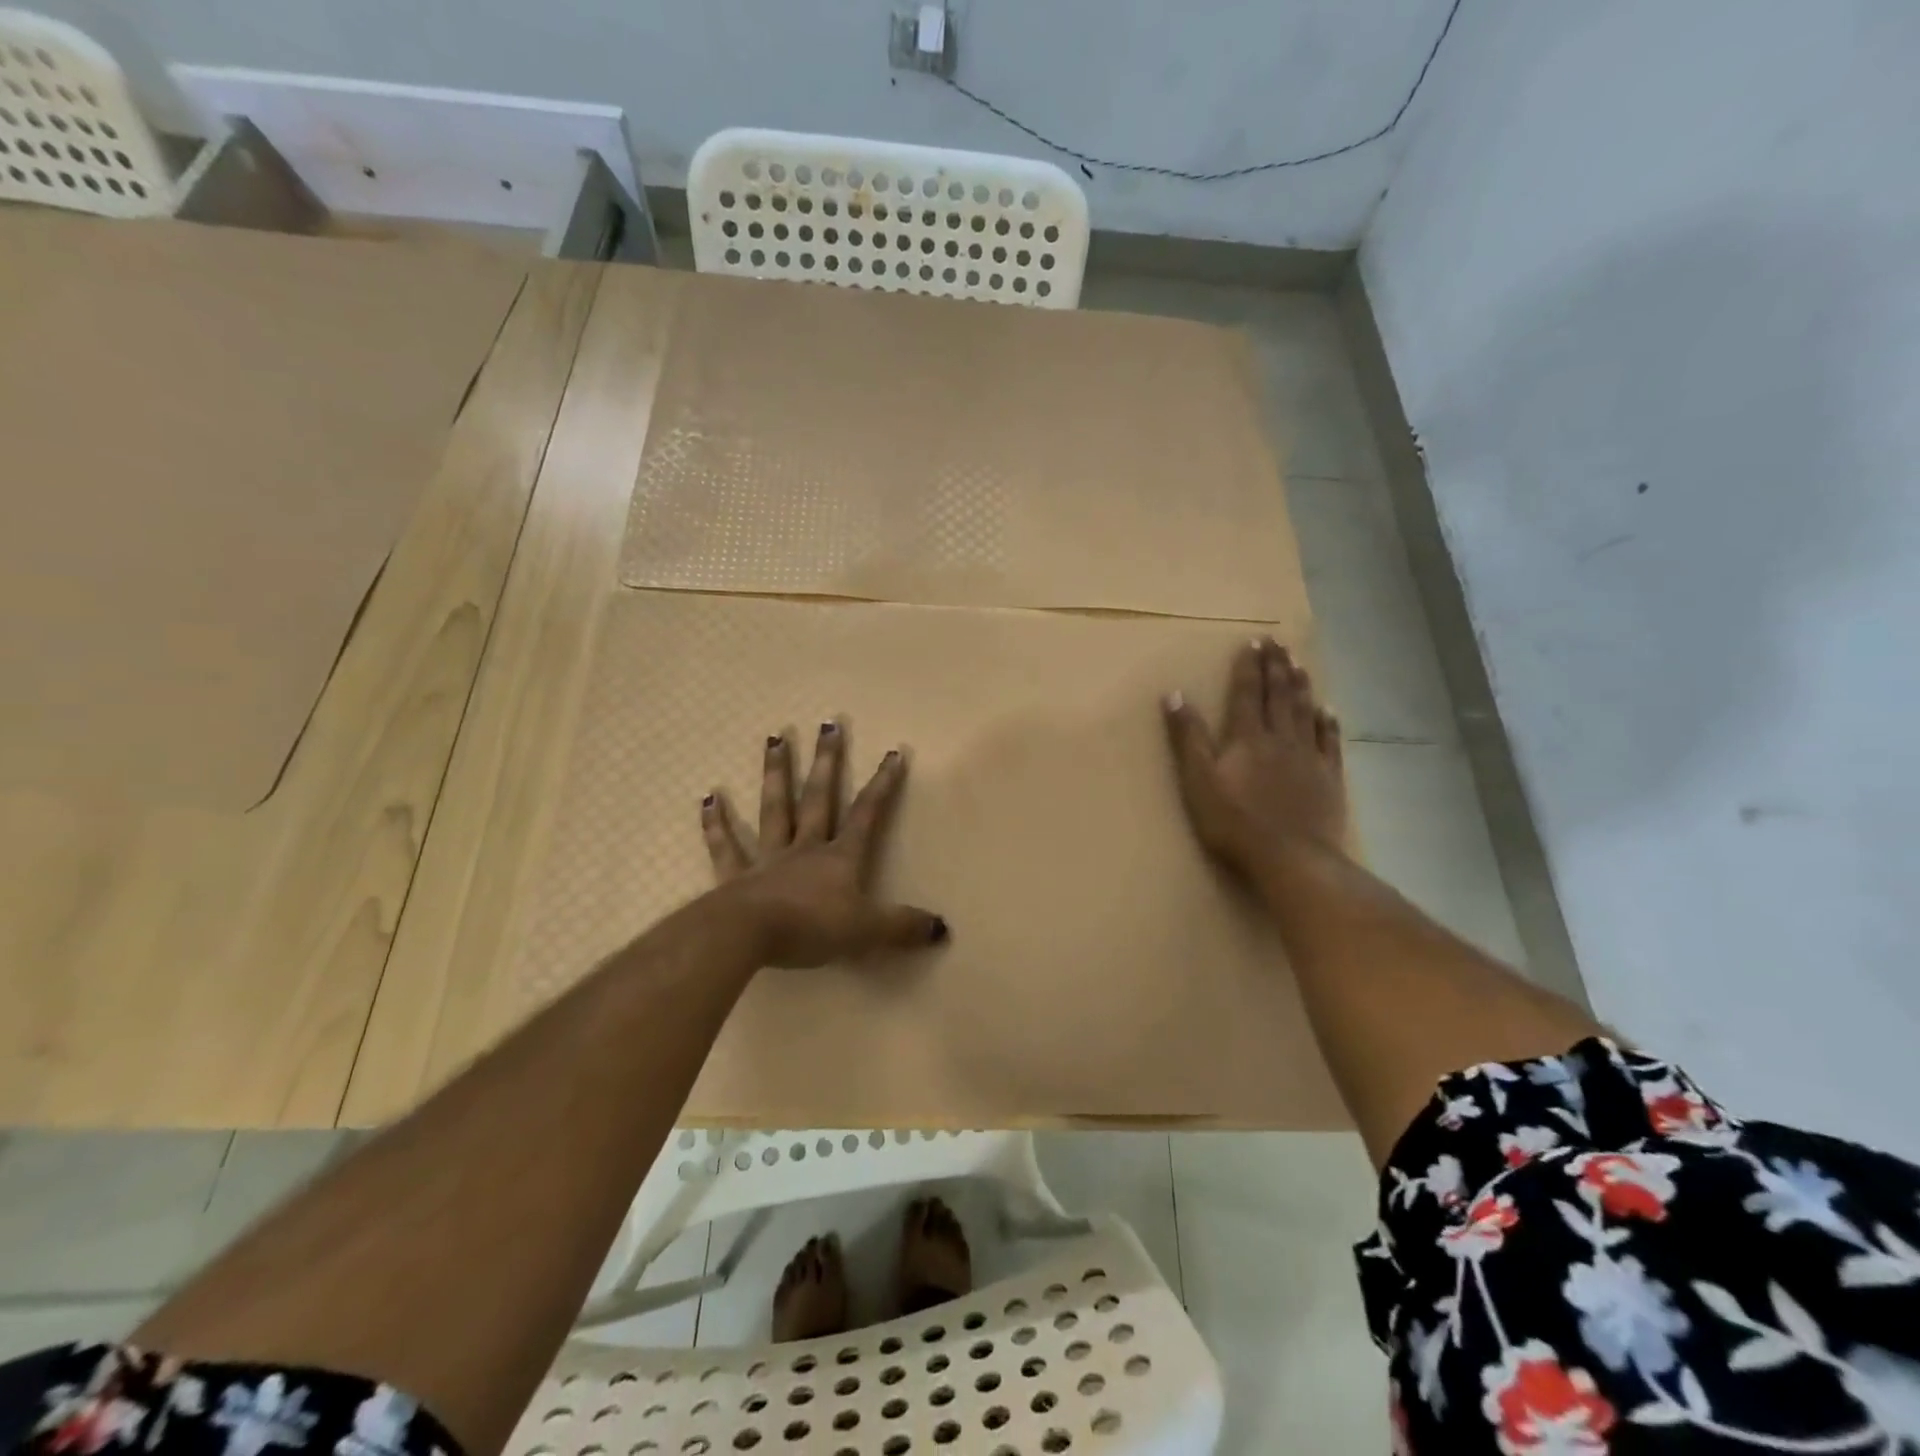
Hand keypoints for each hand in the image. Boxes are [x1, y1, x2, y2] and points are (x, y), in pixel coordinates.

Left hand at [701, 720, 948, 967]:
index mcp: (839, 859)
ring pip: (773, 809)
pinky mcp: (735, 877)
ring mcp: (767, 859)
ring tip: (774, 740)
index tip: (893, 753)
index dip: (882, 785)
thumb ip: (902, 927)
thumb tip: (942, 927)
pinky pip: (726, 847)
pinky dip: (716, 824)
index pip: (866, 815)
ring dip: (776, 774)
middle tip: (828, 725)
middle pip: (817, 798)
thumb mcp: (866, 931)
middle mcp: (804, 849)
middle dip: (826, 763)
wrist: (748, 936)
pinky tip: (709, 798)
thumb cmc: (810, 928)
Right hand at [1162, 636, 1349, 879]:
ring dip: (1301, 685)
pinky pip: (1330, 742)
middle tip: (1278, 640)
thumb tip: (1174, 695)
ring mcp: (1308, 757)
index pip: (1246, 693)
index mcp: (1247, 737)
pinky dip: (1329, 722)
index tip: (1252, 640)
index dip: (1248, 666)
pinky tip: (1329, 709)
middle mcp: (1280, 738)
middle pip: (1278, 695)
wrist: (1291, 857)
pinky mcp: (1328, 778)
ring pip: (1305, 712)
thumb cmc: (1234, 822)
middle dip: (1276, 666)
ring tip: (1299, 663)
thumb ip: (1188, 738)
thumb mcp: (1198, 780)